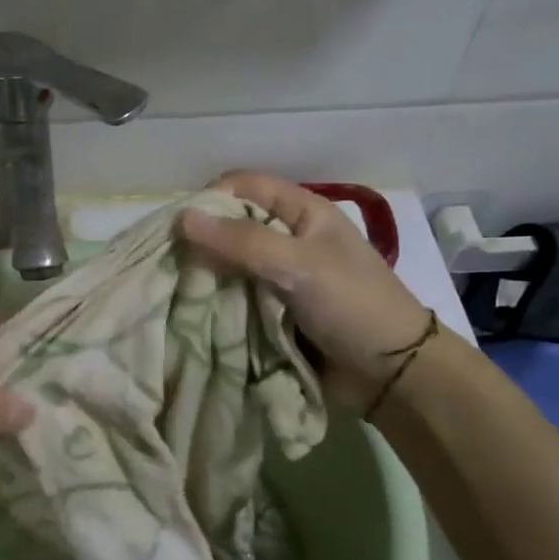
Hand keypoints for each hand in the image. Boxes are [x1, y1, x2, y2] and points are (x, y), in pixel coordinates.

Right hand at [178, 171, 431, 409]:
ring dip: (205, 274)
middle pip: (233, 225)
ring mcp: (280, 277)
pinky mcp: (273, 311)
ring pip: (230, 264)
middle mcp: (288, 239)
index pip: (246, 186)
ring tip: (172, 287)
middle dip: (202, 240)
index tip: (178, 226)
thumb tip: (182, 217)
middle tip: (168, 260)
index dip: (212, 197)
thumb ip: (241, 242)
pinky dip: (215, 301)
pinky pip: (235, 297)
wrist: (390, 374)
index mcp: (303, 213)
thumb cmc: (352, 305)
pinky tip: (191, 309)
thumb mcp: (298, 265)